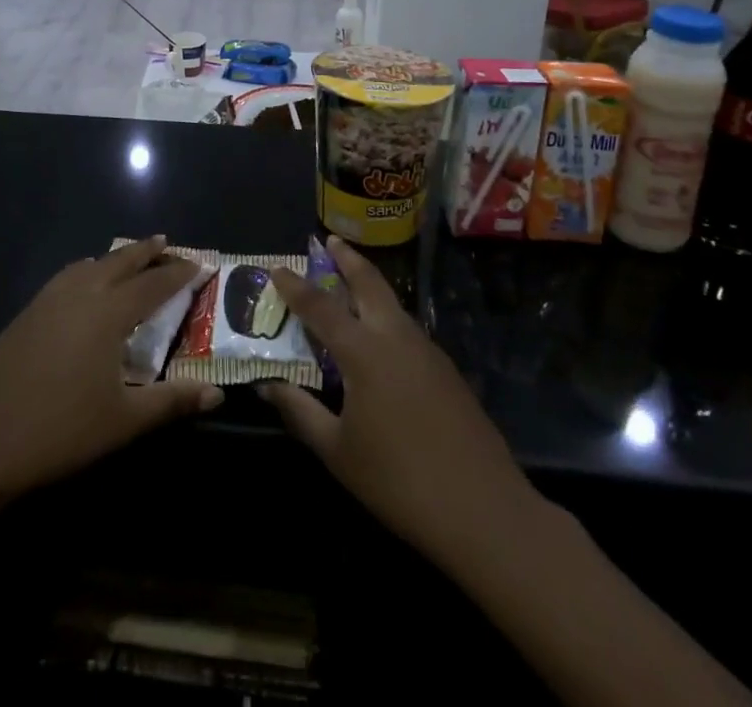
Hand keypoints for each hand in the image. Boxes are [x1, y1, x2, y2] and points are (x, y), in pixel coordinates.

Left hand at [0, 235, 222, 506]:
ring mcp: (47, 301)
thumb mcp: (123, 420)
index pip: (152, 285)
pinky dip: (85, 271)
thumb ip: (171, 402)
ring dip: (113, 258)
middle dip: (144, 251)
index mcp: (107, 313)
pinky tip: (82, 286)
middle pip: (118, 262)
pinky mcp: (25, 314)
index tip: (199, 264)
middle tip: (165, 241)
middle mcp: (79, 294)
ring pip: (88, 265)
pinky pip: (65, 277)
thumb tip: (216, 394)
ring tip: (127, 260)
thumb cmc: (59, 429)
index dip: (178, 274)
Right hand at [262, 237, 539, 562]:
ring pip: (392, 304)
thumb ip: (300, 412)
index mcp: (364, 351)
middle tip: (330, 240)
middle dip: (348, 259)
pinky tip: (380, 339)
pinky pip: (407, 329)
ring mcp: (427, 351)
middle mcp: (395, 337)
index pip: (320, 307)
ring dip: (369, 286)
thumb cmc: (399, 480)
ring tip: (349, 284)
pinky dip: (386, 317)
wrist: (484, 510)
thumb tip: (267, 385)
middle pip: (369, 283)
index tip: (278, 268)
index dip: (296, 287)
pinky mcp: (447, 371)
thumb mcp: (338, 450)